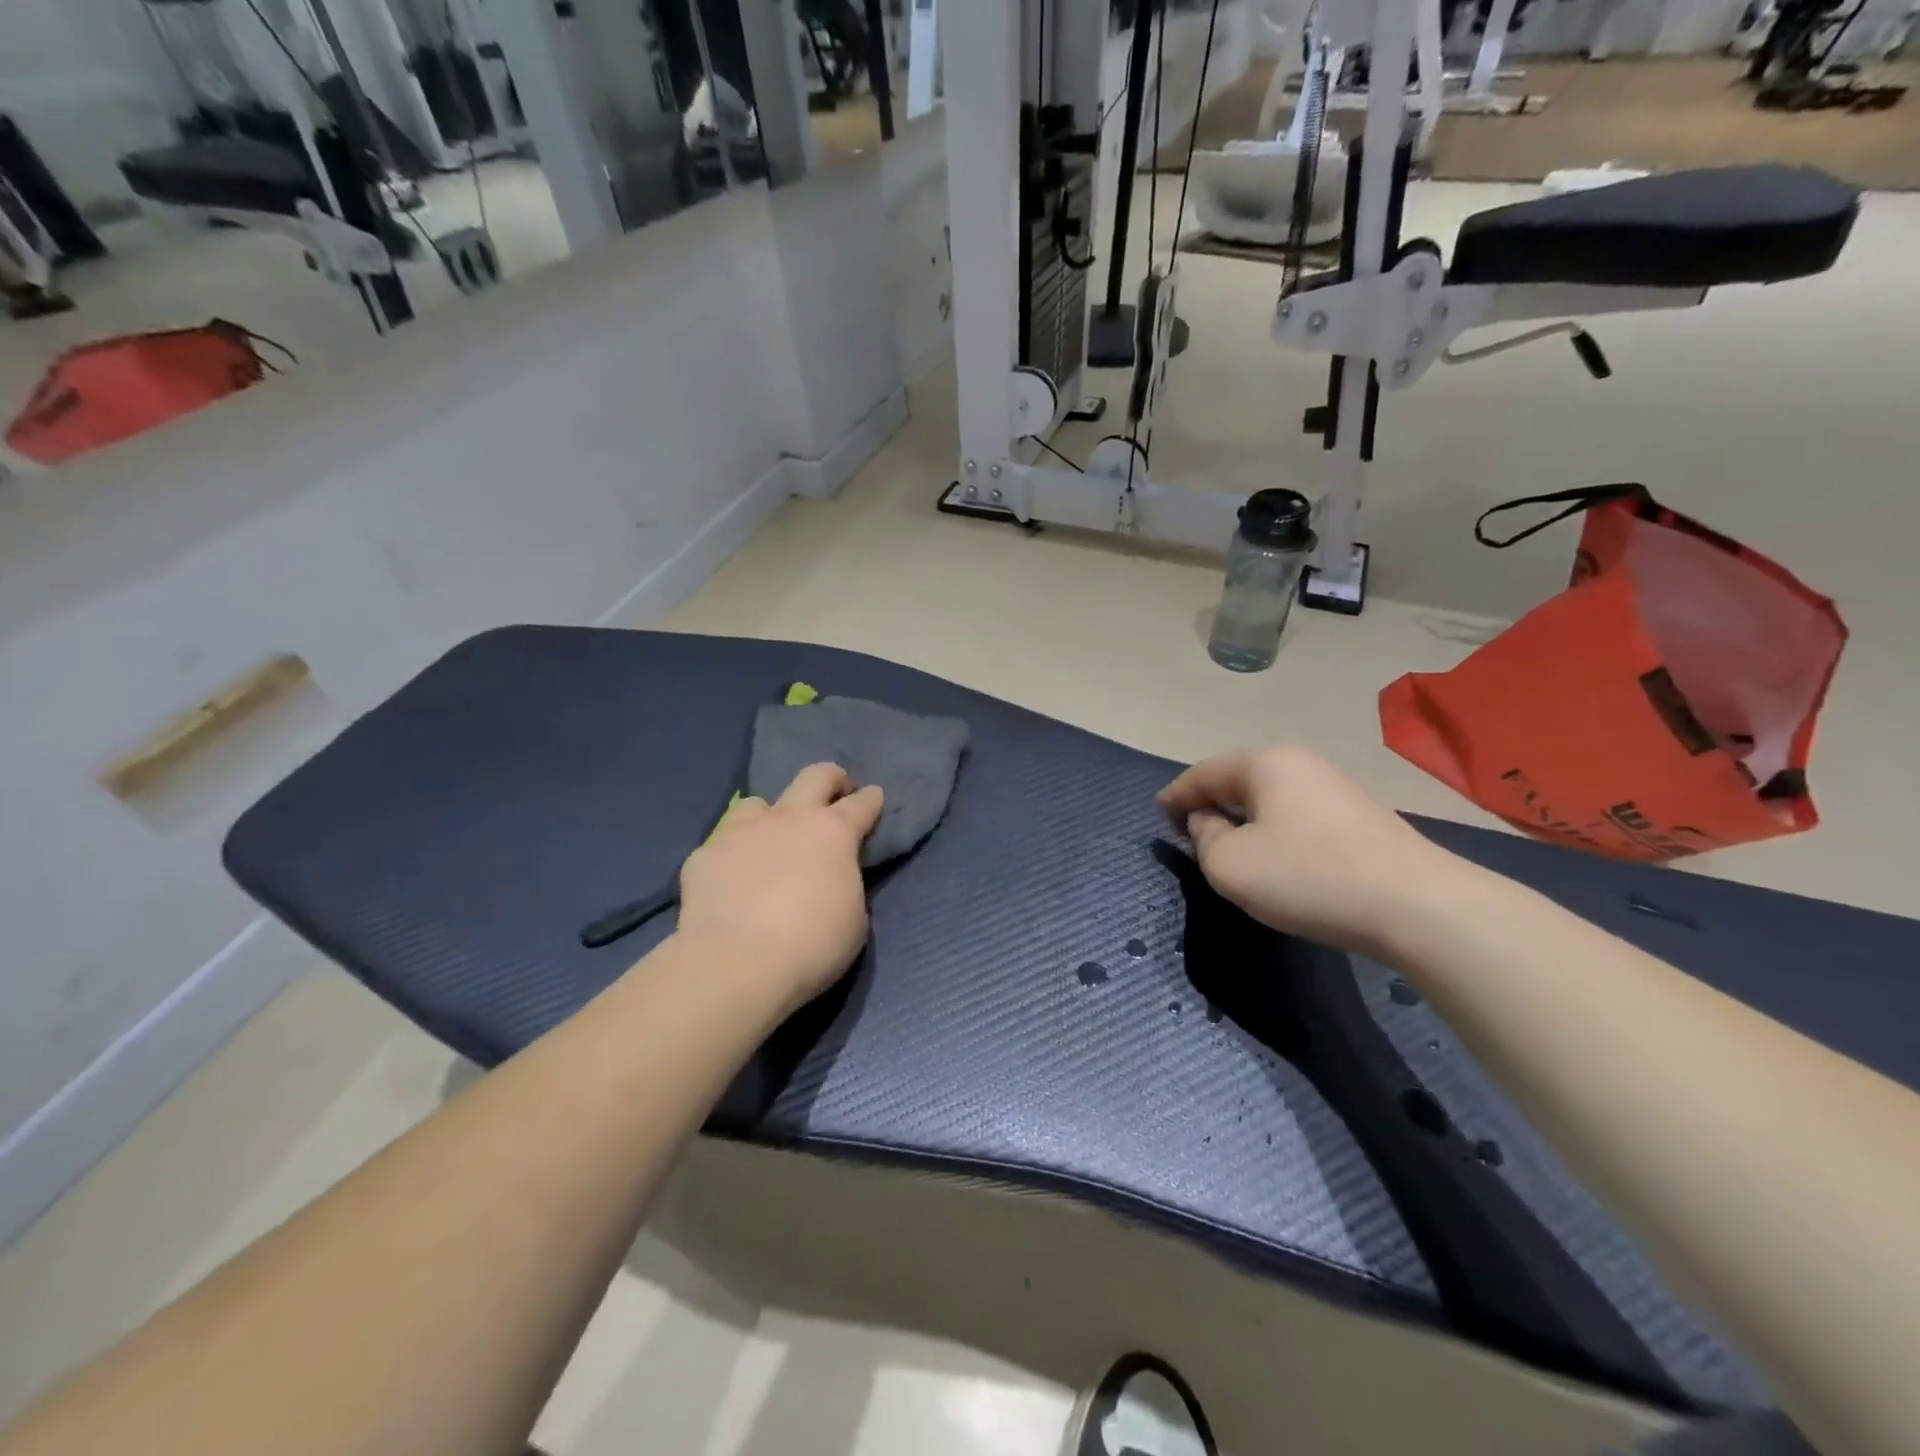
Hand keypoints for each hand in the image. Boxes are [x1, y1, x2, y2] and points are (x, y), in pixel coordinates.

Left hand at [676, 764, 884, 1012]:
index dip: (871, 799)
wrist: (736, 964)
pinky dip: (732, 858)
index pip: (861, 804)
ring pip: (758, 803)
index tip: (874, 796)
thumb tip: (832, 878)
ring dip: (770, 816)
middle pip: (814, 776)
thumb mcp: (853, 918)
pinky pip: (722, 845)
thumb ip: (845, 884)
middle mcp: (789, 818)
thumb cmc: (812, 944)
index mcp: (833, 833)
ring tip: (770, 841)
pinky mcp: (704, 855)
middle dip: (831, 778)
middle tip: (835, 792)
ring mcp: (742, 832)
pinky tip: (730, 883)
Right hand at [1158, 745, 1461, 955]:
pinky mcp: (1360, 817)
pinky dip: (1274, 830)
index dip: (1176, 794)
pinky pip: (1298, 815)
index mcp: (1265, 763)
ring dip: (1244, 817)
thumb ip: (1204, 838)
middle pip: (1238, 779)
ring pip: (1270, 798)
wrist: (1416, 905)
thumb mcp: (1230, 864)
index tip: (1159, 814)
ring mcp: (1336, 788)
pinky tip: (1276, 856)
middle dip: (1210, 802)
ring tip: (1228, 845)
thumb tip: (1209, 822)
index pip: (1204, 772)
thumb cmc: (1307, 877)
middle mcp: (1301, 764)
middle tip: (1189, 830)